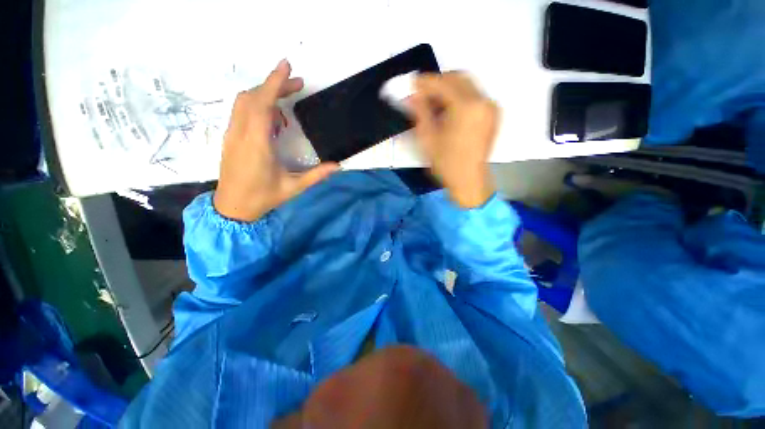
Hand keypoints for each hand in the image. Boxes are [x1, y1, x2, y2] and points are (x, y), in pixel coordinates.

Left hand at [213, 60, 338, 221]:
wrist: (232, 207)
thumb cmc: (263, 198)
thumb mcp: (293, 188)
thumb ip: (316, 176)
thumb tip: (337, 166)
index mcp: (257, 144)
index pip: (262, 104)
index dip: (274, 82)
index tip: (287, 66)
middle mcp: (241, 134)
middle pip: (252, 97)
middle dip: (274, 85)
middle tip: (297, 85)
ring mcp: (232, 134)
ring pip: (244, 102)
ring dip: (264, 93)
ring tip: (287, 99)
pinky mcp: (230, 137)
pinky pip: (241, 112)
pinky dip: (257, 105)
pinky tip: (273, 118)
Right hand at [410, 72, 498, 208]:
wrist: (469, 181)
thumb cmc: (446, 163)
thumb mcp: (427, 138)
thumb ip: (420, 112)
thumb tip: (412, 96)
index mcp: (466, 107)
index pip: (443, 82)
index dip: (425, 82)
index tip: (412, 85)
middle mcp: (482, 100)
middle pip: (458, 77)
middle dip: (438, 82)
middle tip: (422, 94)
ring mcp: (490, 107)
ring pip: (467, 85)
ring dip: (448, 88)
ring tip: (433, 104)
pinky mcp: (492, 114)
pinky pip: (474, 95)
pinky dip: (459, 97)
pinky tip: (448, 111)